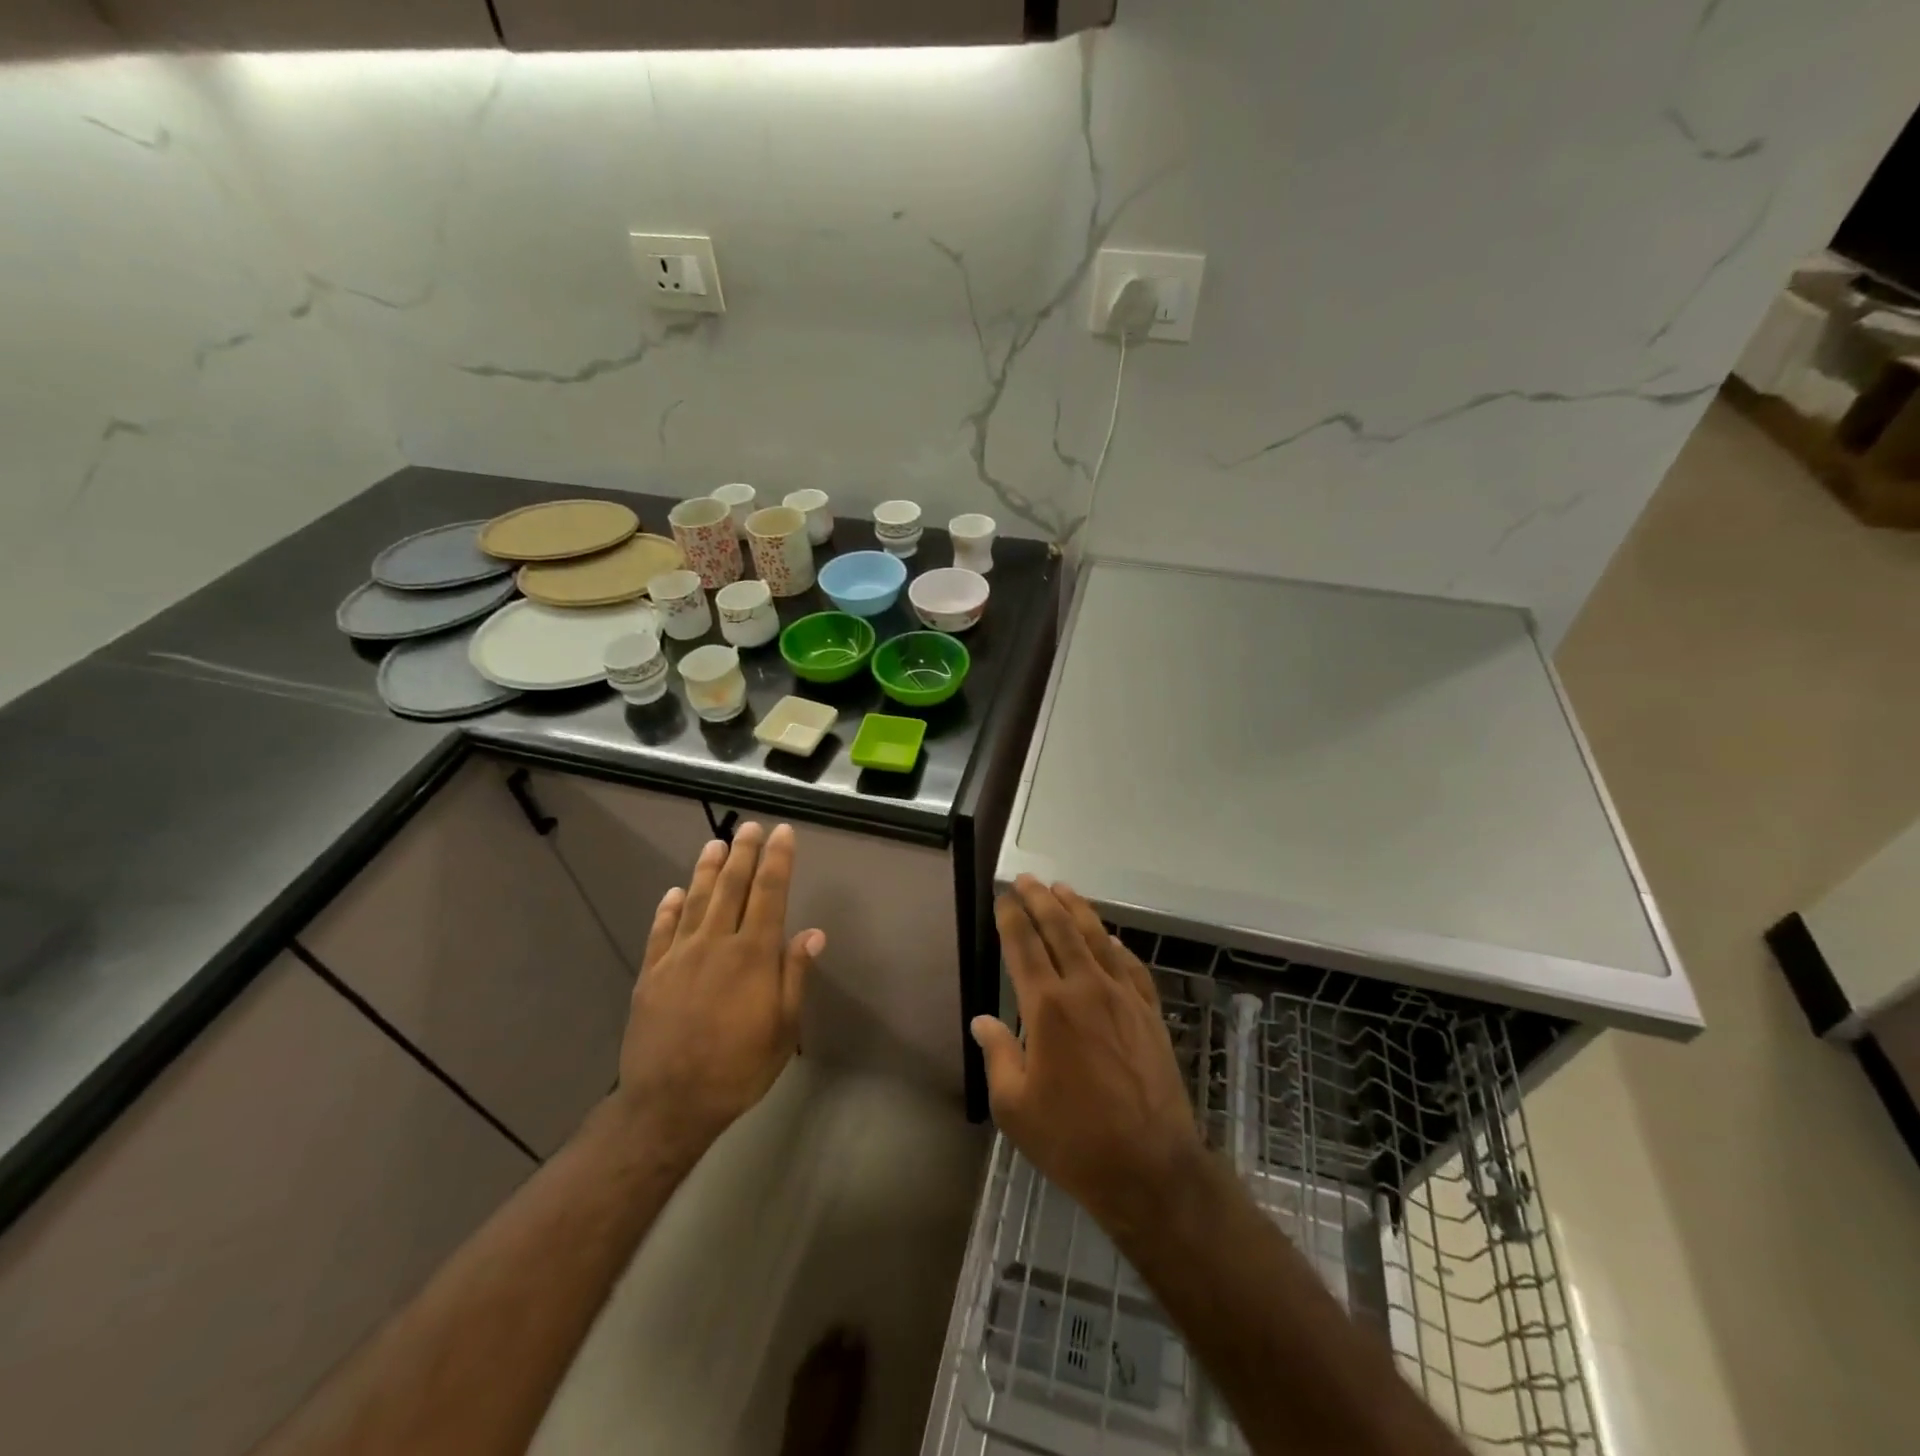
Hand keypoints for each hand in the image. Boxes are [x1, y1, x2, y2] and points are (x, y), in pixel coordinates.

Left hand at [612, 823, 824, 1156]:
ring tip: (715, 844)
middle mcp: (716, 944)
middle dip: (743, 854)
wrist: (668, 1105)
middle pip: (731, 887)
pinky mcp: (651, 974)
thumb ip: (794, 975)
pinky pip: (661, 931)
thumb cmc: (738, 1068)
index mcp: (753, 955)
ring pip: (695, 901)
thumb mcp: (783, 1029)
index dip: (778, 861)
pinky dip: (668, 908)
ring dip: (706, 870)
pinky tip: (673, 893)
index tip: (783, 833)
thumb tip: (813, 932)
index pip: (770, 894)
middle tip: (749, 827)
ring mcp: (679, 956)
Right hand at [972, 877, 1203, 1236]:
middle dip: (1040, 900)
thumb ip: (998, 1054)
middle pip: (1060, 930)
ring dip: (1077, 909)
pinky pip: (1131, 966)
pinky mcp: (1149, 1012)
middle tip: (1027, 880)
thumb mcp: (1015, 1107)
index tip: (1004, 896)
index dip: (1012, 917)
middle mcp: (1085, 989)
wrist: (1150, 1167)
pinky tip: (1110, 938)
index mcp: (1047, 1008)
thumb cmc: (1073, 1139)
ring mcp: (1123, 997)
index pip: (1024, 946)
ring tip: (1062, 889)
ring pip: (1097, 938)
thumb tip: (982, 1020)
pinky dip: (1116, 945)